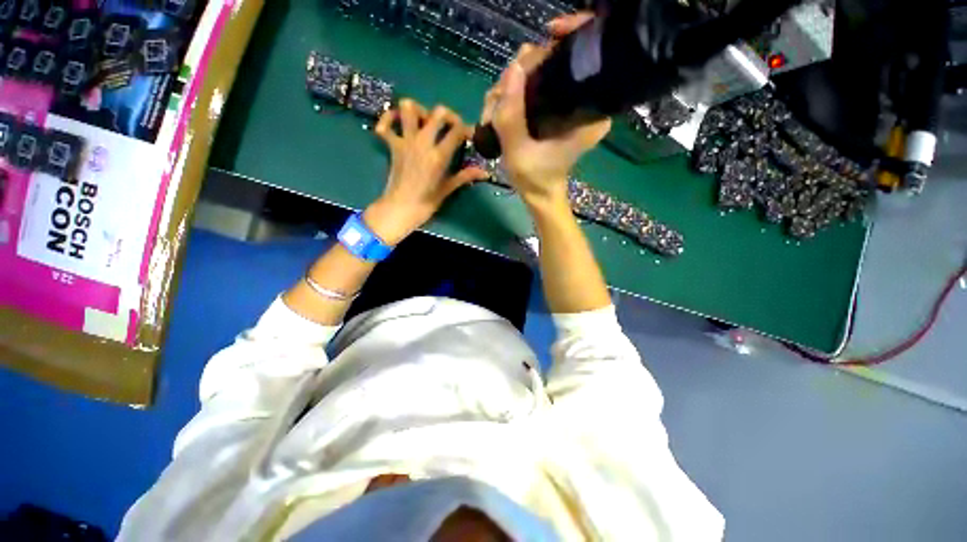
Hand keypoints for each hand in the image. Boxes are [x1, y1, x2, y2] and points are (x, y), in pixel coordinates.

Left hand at [366, 99, 487, 244]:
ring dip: (418, 110)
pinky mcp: (392, 145)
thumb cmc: (426, 202)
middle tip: (451, 126)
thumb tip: (485, 173)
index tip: (469, 135)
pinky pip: (384, 125)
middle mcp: (422, 142)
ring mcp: (405, 141)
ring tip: (425, 121)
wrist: (400, 209)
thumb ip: (465, 176)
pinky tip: (397, 122)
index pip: (457, 131)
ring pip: (408, 109)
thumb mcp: (448, 189)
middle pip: (437, 112)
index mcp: (439, 155)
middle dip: (448, 115)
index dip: (466, 129)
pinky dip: (389, 118)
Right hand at [481, 13, 610, 206]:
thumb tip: (513, 68)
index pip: (585, 57)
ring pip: (539, 74)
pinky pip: (534, 87)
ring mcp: (569, 105)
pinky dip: (513, 95)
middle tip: (498, 102)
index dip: (569, 37)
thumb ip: (511, 114)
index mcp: (590, 111)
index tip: (546, 35)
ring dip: (510, 88)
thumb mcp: (518, 151)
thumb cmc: (534, 178)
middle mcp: (585, 103)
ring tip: (493, 114)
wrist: (539, 194)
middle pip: (554, 62)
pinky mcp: (556, 109)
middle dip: (521, 73)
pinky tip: (499, 111)